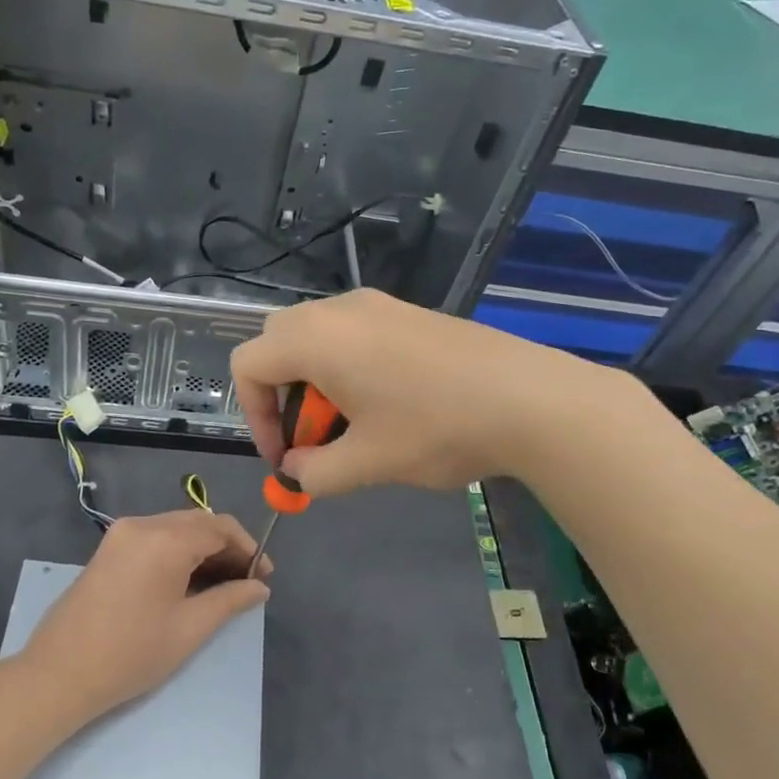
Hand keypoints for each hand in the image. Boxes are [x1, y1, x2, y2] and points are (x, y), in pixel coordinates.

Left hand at [18, 511, 271, 725]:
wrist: (59, 674)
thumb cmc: (131, 653)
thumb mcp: (190, 628)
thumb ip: (230, 600)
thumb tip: (260, 588)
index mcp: (165, 538)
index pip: (220, 527)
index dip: (247, 548)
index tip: (263, 576)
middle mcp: (142, 524)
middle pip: (198, 523)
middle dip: (226, 548)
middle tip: (246, 582)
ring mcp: (120, 535)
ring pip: (176, 528)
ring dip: (202, 549)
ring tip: (221, 585)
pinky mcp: (108, 549)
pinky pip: (154, 538)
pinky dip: (177, 552)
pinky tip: (188, 581)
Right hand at [231, 288, 621, 497]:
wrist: (530, 398)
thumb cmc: (435, 429)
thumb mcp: (365, 463)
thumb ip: (313, 473)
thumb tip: (295, 471)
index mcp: (315, 339)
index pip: (247, 366)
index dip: (253, 416)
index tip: (285, 458)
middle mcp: (338, 310)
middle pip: (277, 344)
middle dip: (281, 395)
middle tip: (313, 438)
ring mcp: (376, 305)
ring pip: (316, 337)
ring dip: (315, 383)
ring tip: (353, 426)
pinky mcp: (407, 313)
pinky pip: (352, 334)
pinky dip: (346, 367)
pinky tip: (387, 404)